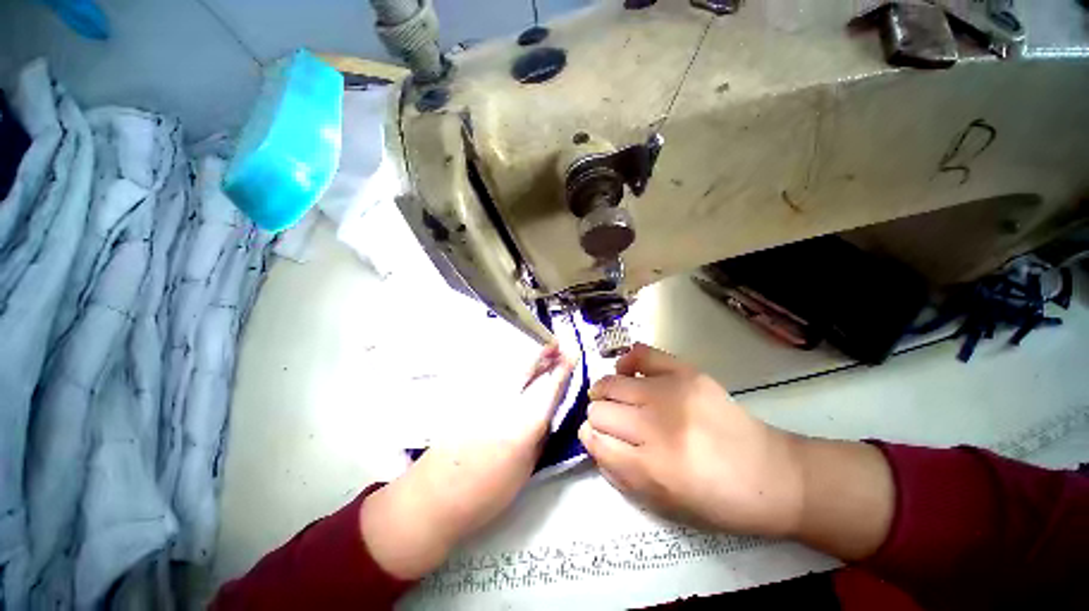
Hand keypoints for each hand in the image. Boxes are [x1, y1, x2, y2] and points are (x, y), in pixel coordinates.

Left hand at [360, 344, 573, 578]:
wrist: (435, 496)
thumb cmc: (486, 492)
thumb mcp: (525, 469)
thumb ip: (538, 437)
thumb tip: (545, 415)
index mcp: (523, 425)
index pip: (549, 388)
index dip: (562, 369)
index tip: (572, 354)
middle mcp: (505, 402)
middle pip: (528, 369)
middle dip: (544, 353)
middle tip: (557, 345)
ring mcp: (484, 396)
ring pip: (512, 367)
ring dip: (530, 358)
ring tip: (543, 352)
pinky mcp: (468, 397)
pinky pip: (497, 375)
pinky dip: (512, 367)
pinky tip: (519, 368)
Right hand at [577, 343, 804, 536]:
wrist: (771, 475)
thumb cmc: (715, 499)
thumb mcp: (660, 502)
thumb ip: (618, 471)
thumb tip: (591, 439)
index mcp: (651, 467)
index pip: (594, 439)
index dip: (591, 438)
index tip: (598, 438)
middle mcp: (657, 425)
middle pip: (598, 410)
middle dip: (598, 418)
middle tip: (613, 422)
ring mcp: (672, 392)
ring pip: (610, 383)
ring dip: (606, 392)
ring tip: (617, 398)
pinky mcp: (686, 372)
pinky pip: (640, 354)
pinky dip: (627, 362)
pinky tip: (630, 374)